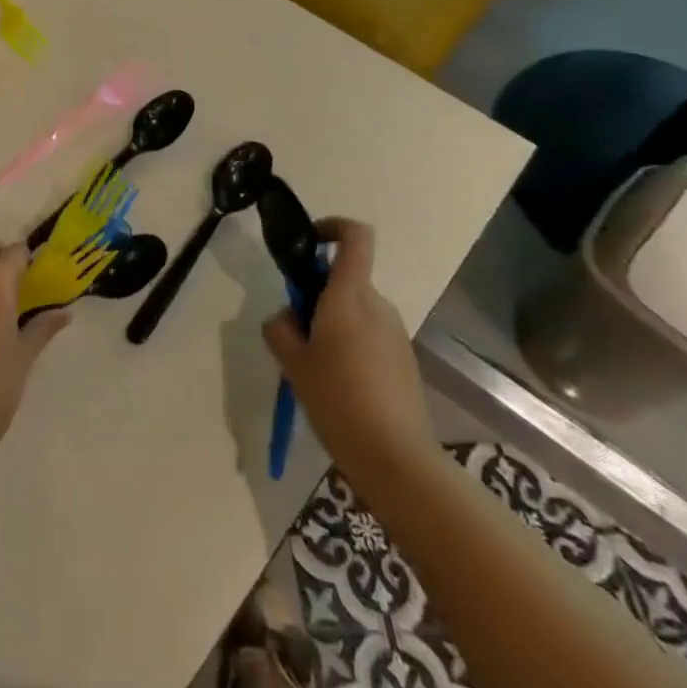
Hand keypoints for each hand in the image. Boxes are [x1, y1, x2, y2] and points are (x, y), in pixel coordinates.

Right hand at [263, 220, 435, 488]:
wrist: (397, 460)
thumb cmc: (338, 400)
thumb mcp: (293, 363)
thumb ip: (281, 328)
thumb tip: (288, 318)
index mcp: (349, 296)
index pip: (354, 236)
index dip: (332, 227)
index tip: (308, 244)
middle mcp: (377, 306)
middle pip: (345, 280)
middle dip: (317, 296)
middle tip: (295, 334)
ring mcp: (395, 334)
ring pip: (356, 312)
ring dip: (332, 325)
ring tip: (314, 369)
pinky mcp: (405, 362)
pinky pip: (370, 337)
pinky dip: (350, 348)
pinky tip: (339, 388)